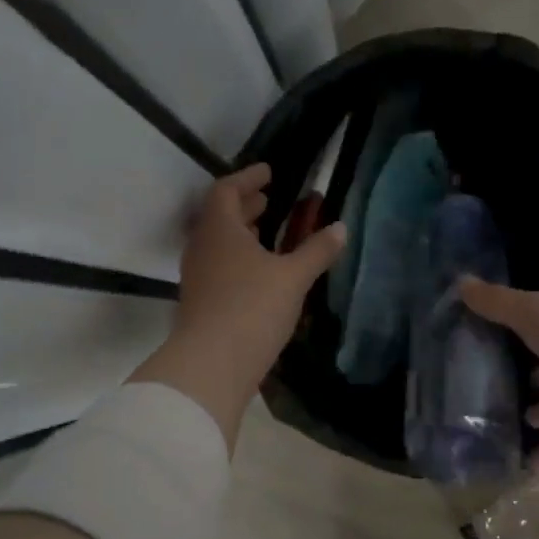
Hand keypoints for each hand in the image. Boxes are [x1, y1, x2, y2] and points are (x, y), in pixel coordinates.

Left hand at [132, 165, 345, 448]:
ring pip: (218, 242)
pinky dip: (239, 257)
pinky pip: (220, 265)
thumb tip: (341, 228)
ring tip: (268, 231)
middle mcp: (202, 247)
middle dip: (245, 204)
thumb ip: (317, 251)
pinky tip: (261, 271)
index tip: (270, 172)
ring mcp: (198, 276)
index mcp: (219, 229)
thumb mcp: (293, 277)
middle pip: (219, 215)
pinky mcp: (201, 301)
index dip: (248, 178)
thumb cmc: (252, 308)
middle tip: (271, 198)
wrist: (211, 365)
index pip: (226, 190)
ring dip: (242, 232)